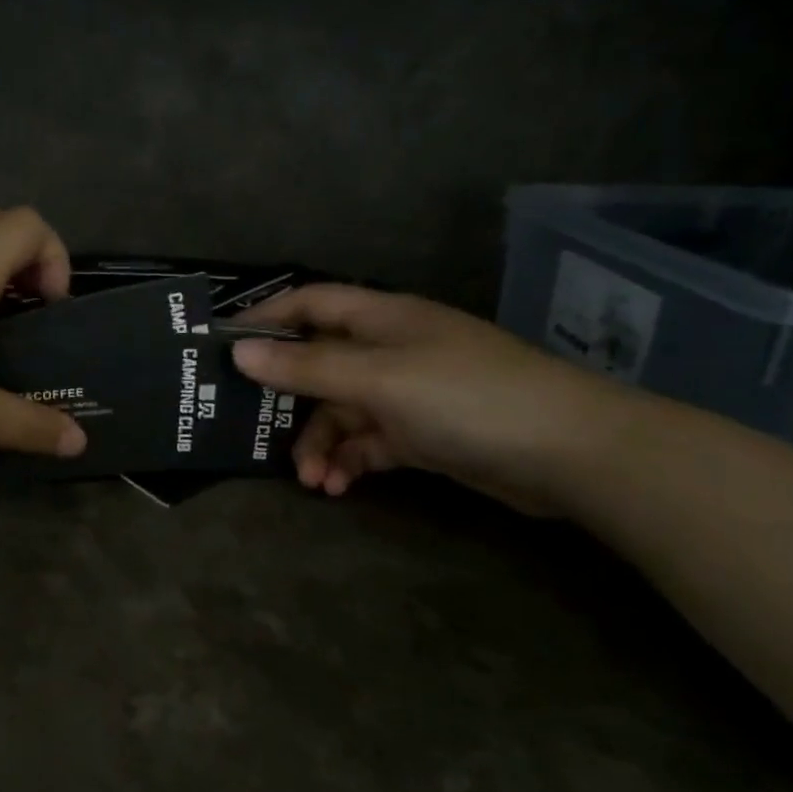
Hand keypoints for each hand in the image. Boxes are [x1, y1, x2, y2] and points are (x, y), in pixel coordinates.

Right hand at [231, 285, 627, 513]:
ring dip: (319, 443)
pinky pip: (367, 443)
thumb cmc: (466, 397)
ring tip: (310, 480)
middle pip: (318, 365)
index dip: (265, 319)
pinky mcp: (422, 434)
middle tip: (252, 428)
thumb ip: (307, 368)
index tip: (222, 346)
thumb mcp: (378, 380)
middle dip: (288, 400)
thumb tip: (239, 353)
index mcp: (381, 319)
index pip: (309, 304)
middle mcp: (390, 349)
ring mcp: (407, 393)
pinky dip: (348, 462)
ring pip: (340, 411)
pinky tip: (337, 487)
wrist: (571, 454)